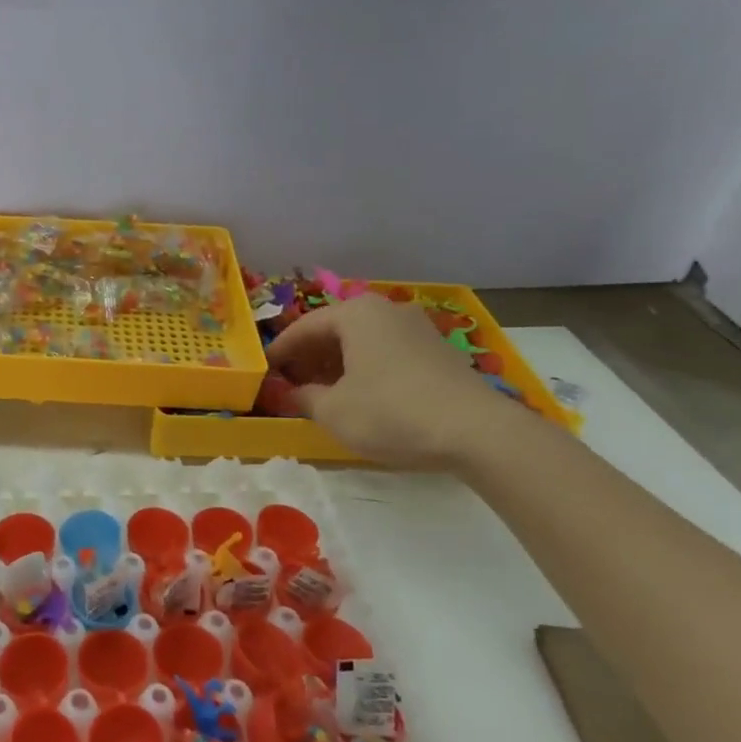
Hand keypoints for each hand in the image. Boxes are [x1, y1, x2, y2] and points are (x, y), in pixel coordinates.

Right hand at [265, 294, 516, 469]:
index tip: (265, 371)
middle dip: (310, 355)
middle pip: (335, 329)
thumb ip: (303, 398)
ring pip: (362, 340)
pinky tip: (359, 394)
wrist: (475, 431)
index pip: (305, 327)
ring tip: (321, 391)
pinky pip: (386, 351)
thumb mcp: (333, 411)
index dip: (281, 351)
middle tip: (290, 381)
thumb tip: (291, 393)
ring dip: (337, 362)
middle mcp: (386, 310)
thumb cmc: (391, 413)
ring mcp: (416, 327)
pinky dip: (364, 367)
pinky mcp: (436, 350)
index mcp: (356, 314)